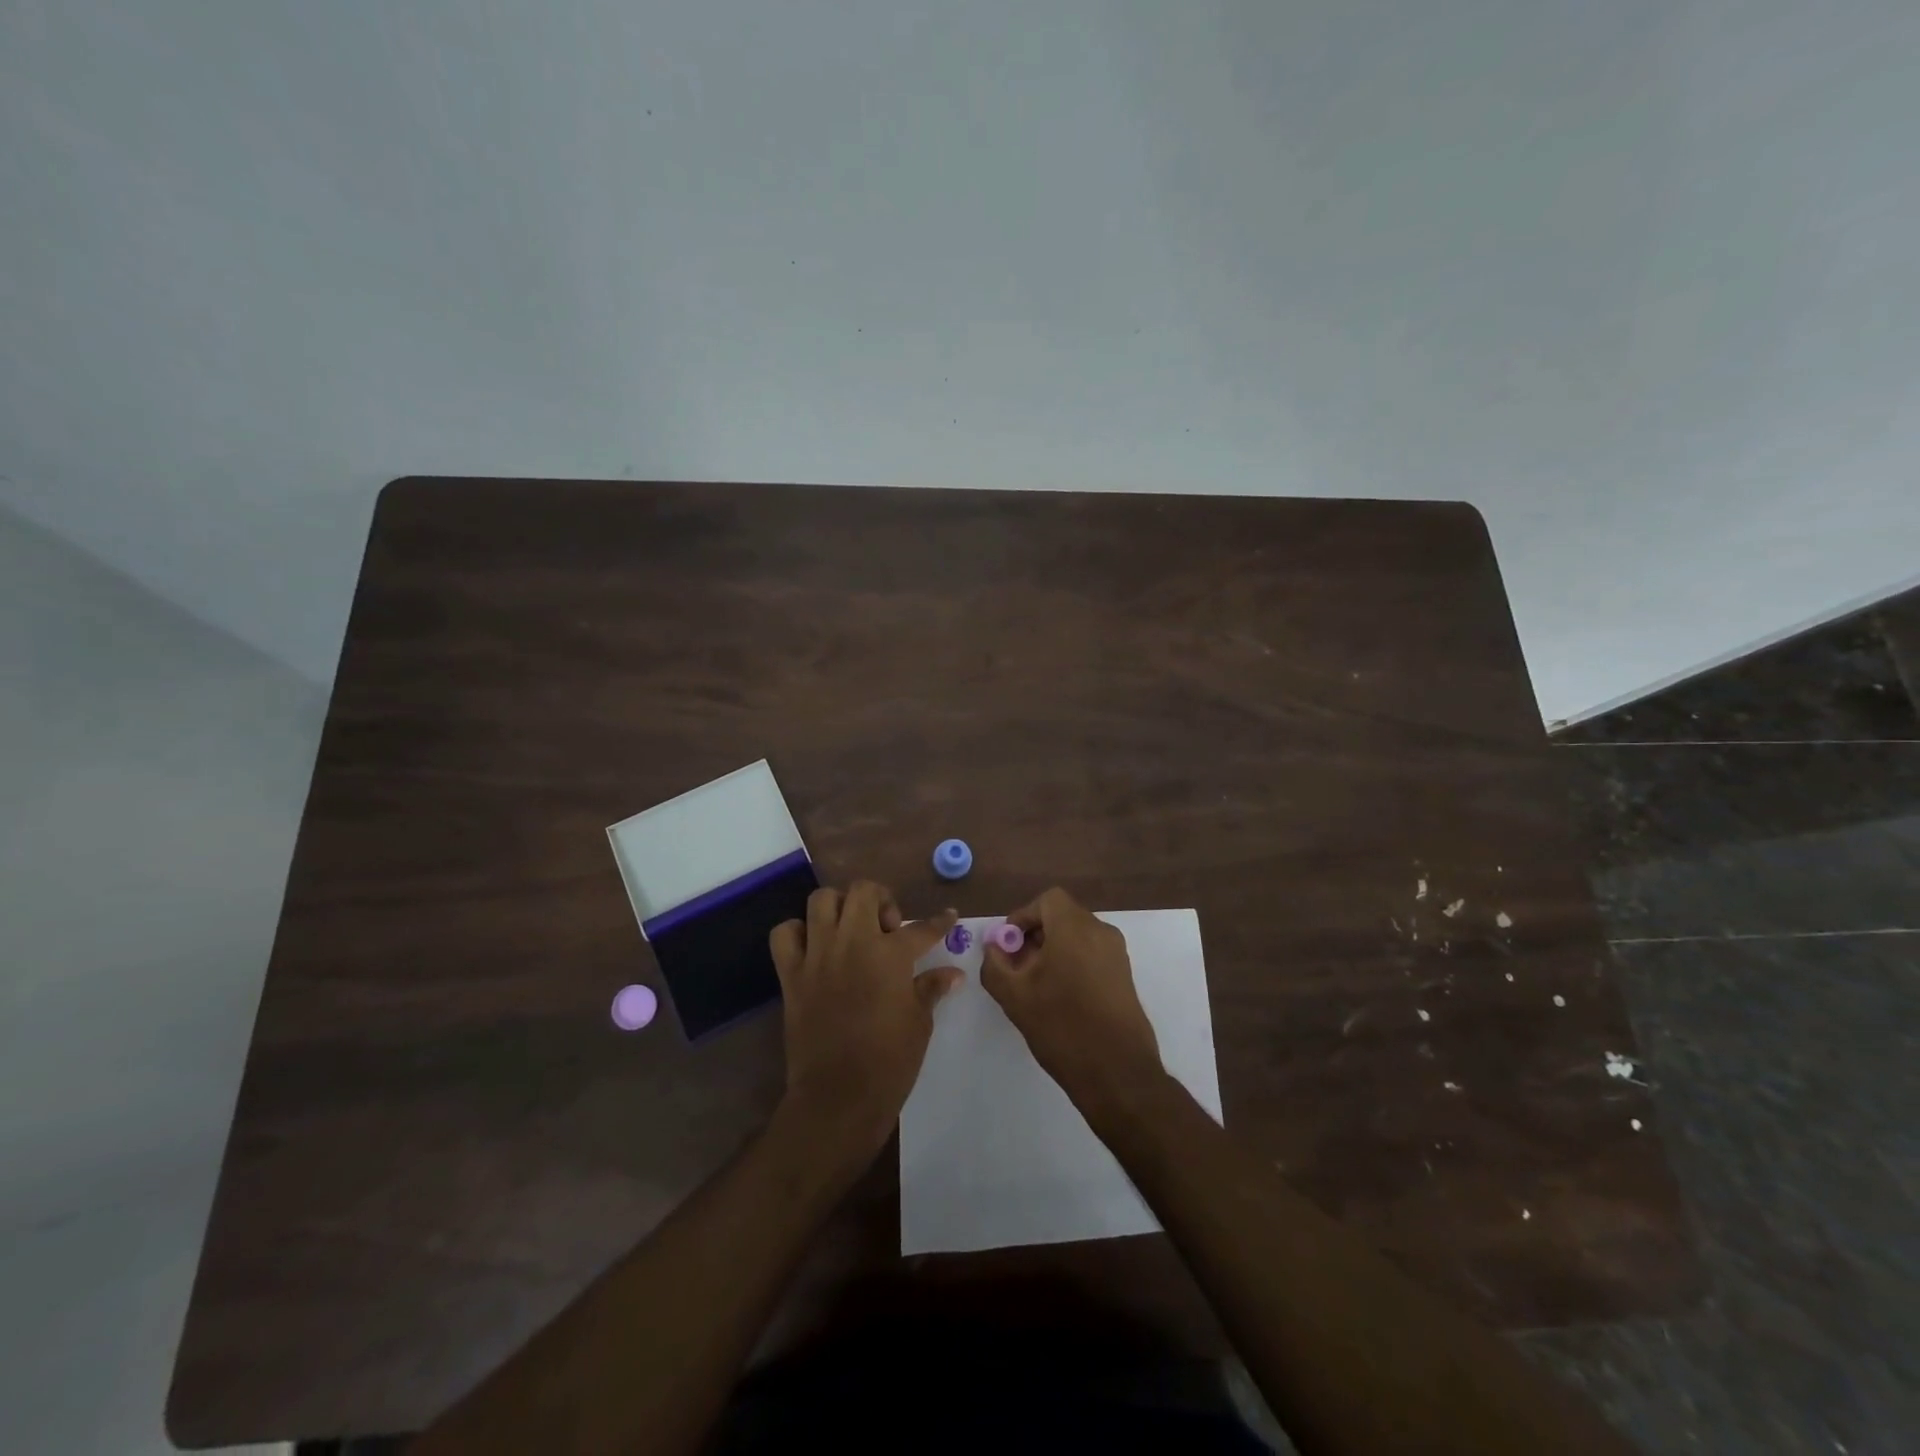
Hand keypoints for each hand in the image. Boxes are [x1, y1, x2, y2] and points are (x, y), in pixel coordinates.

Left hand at [769, 882, 961, 1160]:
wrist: (838, 1097)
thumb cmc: (890, 1062)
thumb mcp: (919, 1023)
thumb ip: (931, 988)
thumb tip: (952, 973)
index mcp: (890, 954)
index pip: (921, 928)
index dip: (940, 922)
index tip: (948, 917)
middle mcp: (852, 942)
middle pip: (863, 891)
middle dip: (881, 899)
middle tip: (888, 928)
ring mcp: (817, 955)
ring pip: (821, 900)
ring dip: (840, 907)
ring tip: (851, 928)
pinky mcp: (791, 974)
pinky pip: (785, 934)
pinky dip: (798, 932)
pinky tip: (814, 947)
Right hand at [980, 886, 1165, 1115]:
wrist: (1118, 1072)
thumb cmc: (1062, 1027)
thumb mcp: (1014, 996)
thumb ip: (995, 965)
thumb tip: (993, 948)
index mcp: (1075, 928)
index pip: (1047, 900)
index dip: (1023, 916)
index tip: (1008, 945)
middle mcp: (1101, 932)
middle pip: (1062, 916)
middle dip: (1035, 935)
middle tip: (1015, 966)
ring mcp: (1117, 954)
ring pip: (1077, 936)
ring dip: (1053, 950)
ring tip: (1034, 984)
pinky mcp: (1124, 976)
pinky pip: (1092, 954)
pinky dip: (1072, 962)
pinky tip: (1059, 997)